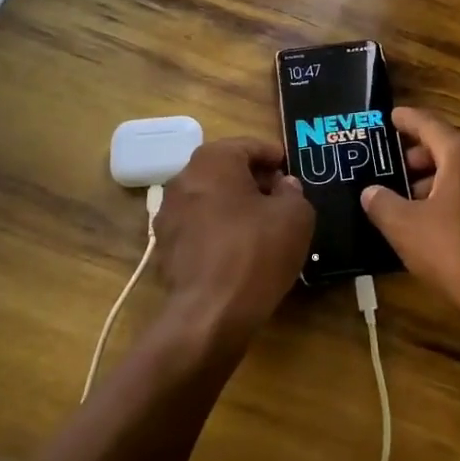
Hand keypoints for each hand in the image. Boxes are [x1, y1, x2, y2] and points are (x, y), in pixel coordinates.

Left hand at [152, 137, 314, 344]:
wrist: (209, 314)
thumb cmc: (256, 252)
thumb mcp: (295, 216)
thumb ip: (293, 192)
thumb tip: (283, 186)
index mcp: (213, 160)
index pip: (250, 146)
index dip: (275, 158)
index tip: (291, 171)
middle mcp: (183, 178)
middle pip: (226, 170)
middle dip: (254, 180)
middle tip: (281, 198)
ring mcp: (168, 213)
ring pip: (210, 198)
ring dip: (234, 205)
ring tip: (262, 226)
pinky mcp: (164, 246)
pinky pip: (199, 226)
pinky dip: (218, 229)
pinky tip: (239, 250)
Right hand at [360, 108, 459, 332]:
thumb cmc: (453, 249)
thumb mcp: (404, 226)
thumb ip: (382, 203)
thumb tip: (370, 191)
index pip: (427, 122)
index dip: (405, 119)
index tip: (388, 117)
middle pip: (445, 142)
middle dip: (417, 151)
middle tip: (390, 164)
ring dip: (433, 174)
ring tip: (405, 195)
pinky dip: (450, 191)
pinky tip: (430, 216)